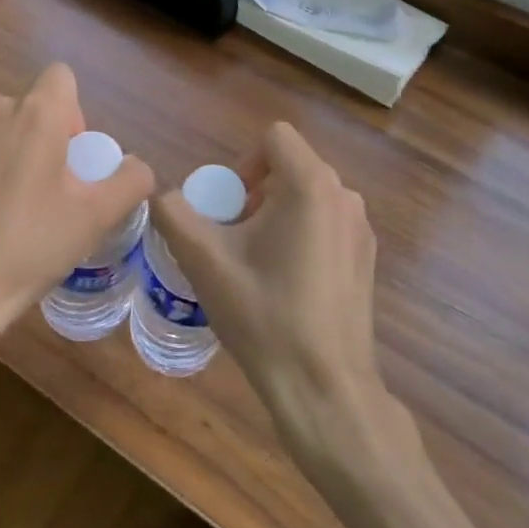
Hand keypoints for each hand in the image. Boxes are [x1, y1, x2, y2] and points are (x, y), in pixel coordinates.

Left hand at [0, 63, 152, 381]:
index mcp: (35, 113)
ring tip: (28, 215)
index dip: (77, 112)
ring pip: (8, 134)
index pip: (62, 76)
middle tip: (60, 194)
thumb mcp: (95, 217)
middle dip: (53, 141)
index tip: (76, 158)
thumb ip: (130, 182)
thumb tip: (136, 167)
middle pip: (36, 109)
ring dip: (24, 159)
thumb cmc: (27, 245)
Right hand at [152, 122, 392, 452]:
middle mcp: (344, 196)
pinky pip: (326, 223)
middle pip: (290, 166)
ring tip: (255, 263)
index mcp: (311, 185)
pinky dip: (301, 235)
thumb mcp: (205, 262)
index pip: (275, 137)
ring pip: (308, 196)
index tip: (228, 207)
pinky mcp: (367, 258)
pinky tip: (286, 284)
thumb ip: (174, 214)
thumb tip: (161, 194)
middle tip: (233, 238)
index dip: (243, 163)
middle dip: (255, 192)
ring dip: (276, 215)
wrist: (325, 390)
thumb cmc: (265, 316)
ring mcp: (361, 228)